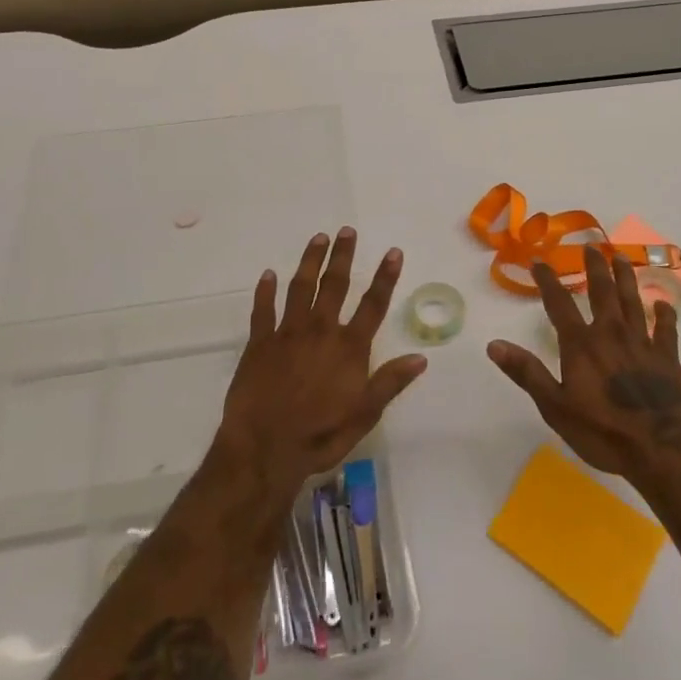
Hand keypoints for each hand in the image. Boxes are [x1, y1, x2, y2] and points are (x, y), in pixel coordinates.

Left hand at [215, 228, 427, 499]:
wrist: (264, 449)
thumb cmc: (319, 435)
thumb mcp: (364, 415)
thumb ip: (390, 382)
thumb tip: (421, 357)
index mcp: (348, 348)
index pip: (373, 305)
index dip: (385, 277)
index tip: (393, 252)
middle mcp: (320, 331)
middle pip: (335, 285)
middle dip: (342, 256)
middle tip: (346, 230)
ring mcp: (287, 334)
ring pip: (300, 288)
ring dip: (310, 261)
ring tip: (317, 238)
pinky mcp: (259, 343)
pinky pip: (262, 310)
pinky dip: (265, 291)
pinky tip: (268, 274)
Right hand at [488, 245, 680, 486]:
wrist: (664, 451)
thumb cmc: (603, 432)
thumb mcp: (554, 406)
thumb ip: (526, 372)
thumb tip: (493, 344)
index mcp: (581, 344)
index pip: (559, 303)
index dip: (547, 280)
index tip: (539, 261)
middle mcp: (611, 334)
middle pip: (602, 292)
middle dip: (595, 267)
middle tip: (592, 246)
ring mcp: (642, 344)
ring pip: (633, 301)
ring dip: (627, 278)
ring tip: (622, 257)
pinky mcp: (668, 359)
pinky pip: (666, 330)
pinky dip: (664, 315)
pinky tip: (663, 305)